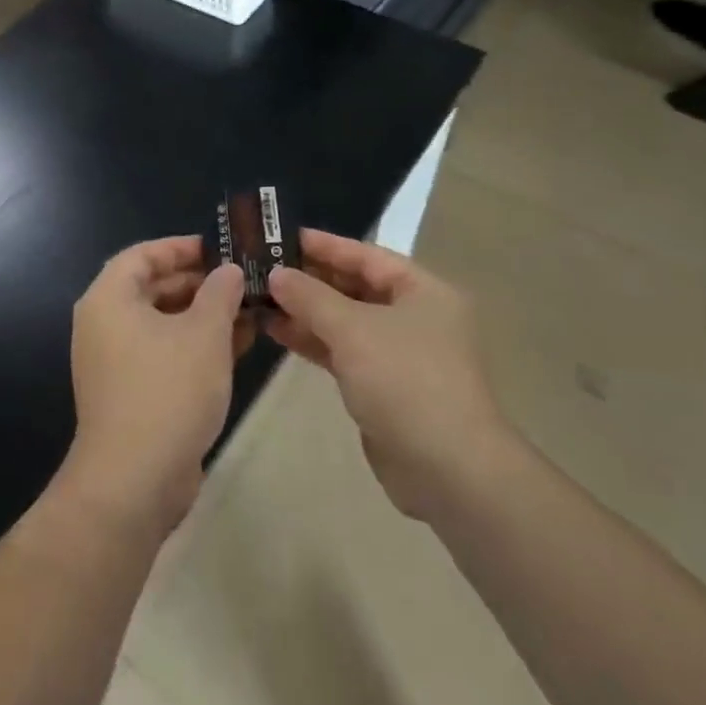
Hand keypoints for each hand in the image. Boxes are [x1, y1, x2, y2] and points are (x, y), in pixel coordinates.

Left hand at [66, 238, 249, 532]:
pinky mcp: (131, 392)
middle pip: (153, 288)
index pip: (143, 255)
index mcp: (110, 299)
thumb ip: (220, 293)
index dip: (181, 247)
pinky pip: (164, 353)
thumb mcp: (204, 333)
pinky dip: (196, 345)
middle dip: (200, 282)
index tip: (220, 248)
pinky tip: (239, 344)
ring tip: (251, 309)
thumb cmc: (168, 390)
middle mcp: (105, 324)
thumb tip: (228, 271)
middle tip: (243, 279)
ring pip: (163, 323)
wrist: (134, 480)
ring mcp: (116, 361)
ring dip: (204, 315)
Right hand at [267, 231, 504, 520]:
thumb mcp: (352, 329)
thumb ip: (310, 297)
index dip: (324, 245)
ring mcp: (398, 353)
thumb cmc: (404, 380)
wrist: (446, 469)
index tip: (281, 235)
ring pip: (345, 320)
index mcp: (423, 291)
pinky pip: (342, 350)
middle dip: (309, 278)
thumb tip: (276, 274)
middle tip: (262, 267)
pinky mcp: (382, 385)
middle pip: (354, 286)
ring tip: (259, 298)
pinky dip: (313, 340)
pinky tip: (277, 330)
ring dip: (305, 310)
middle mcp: (414, 316)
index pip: (366, 255)